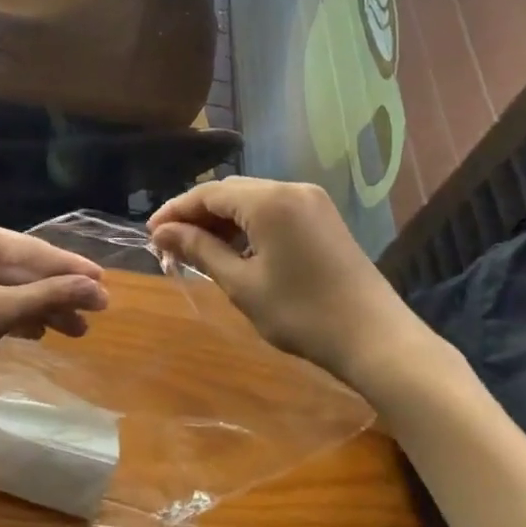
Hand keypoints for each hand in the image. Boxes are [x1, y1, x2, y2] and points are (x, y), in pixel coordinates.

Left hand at [0, 216, 109, 401]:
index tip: (105, 284)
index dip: (70, 269)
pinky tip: (41, 331)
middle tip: (98, 311)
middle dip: (58, 294)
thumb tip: (98, 288)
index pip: (32, 251)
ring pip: (11, 288)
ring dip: (42, 309)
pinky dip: (18, 316)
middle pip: (23, 269)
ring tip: (78, 330)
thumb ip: (48, 296)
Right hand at [148, 177, 418, 378]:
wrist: (375, 338)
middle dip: (197, 216)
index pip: (208, 194)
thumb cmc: (302, 314)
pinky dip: (249, 226)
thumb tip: (162, 233)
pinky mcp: (323, 218)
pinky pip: (274, 211)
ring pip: (252, 201)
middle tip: (169, 247)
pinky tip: (235, 251)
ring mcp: (312, 201)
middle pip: (230, 192)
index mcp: (269, 200)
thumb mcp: (242, 284)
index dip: (175, 211)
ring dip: (222, 222)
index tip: (150, 235)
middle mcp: (291, 188)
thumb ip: (200, 250)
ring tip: (196, 252)